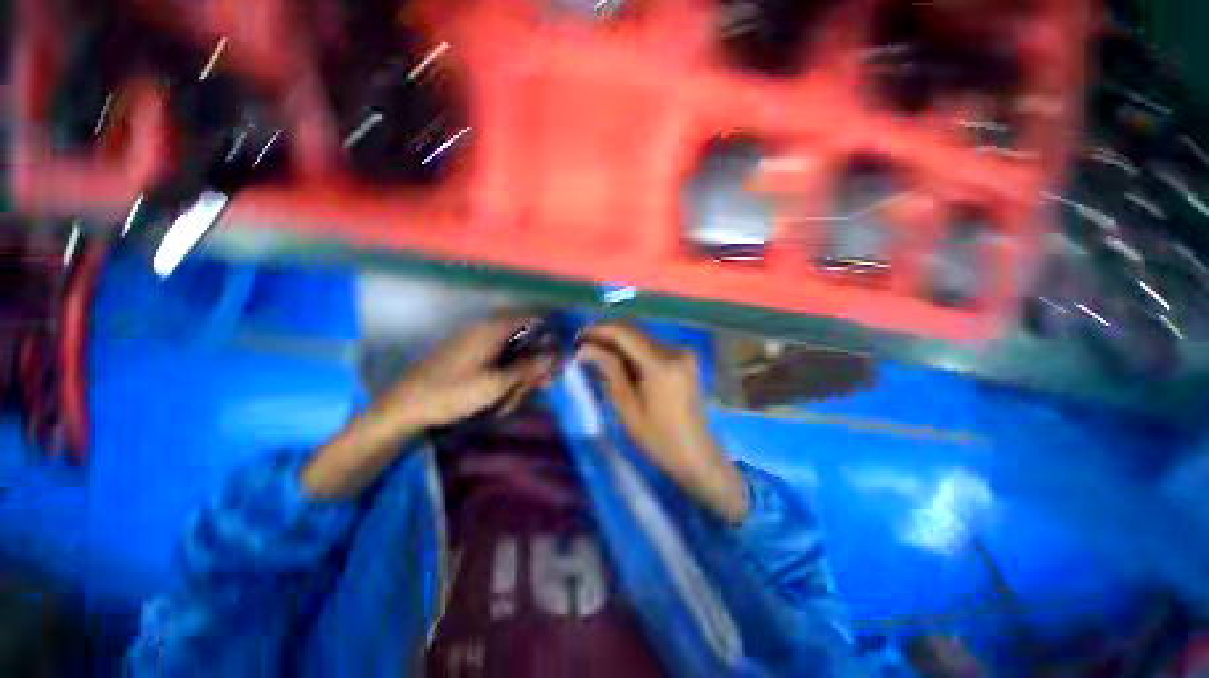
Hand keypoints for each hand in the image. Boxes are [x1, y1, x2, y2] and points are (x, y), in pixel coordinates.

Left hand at [379, 314, 555, 431]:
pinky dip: (510, 367)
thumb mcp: (496, 384)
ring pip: (512, 345)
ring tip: (530, 387)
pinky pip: (498, 353)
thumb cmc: (452, 392)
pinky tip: (512, 386)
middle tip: (548, 378)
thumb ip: (527, 368)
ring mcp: (475, 339)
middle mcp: (485, 328)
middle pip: (524, 332)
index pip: (531, 317)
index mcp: (492, 329)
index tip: (566, 342)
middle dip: (539, 353)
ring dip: (524, 363)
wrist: (407, 405)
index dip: (552, 326)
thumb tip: (554, 355)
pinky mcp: (468, 352)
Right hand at [577, 323, 749, 522]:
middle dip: (608, 337)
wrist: (697, 455)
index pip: (625, 335)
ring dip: (621, 345)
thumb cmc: (659, 439)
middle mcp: (676, 352)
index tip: (579, 336)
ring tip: (598, 354)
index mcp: (662, 366)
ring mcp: (684, 354)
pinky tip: (621, 362)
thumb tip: (586, 349)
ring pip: (644, 340)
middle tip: (584, 346)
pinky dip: (635, 352)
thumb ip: (610, 371)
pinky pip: (654, 349)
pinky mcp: (686, 361)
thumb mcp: (628, 407)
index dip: (599, 331)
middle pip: (635, 334)